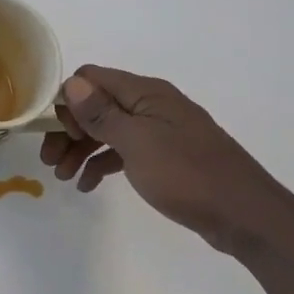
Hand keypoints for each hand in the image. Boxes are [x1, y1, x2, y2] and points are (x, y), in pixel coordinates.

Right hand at [40, 66, 293, 257]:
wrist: (243, 215)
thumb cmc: (187, 174)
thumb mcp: (137, 143)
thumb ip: (102, 113)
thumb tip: (71, 83)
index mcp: (145, 94)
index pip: (92, 79)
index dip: (69, 101)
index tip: (60, 133)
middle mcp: (150, 106)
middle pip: (95, 106)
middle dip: (69, 131)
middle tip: (50, 162)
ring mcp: (158, 132)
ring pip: (106, 131)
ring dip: (80, 150)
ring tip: (63, 178)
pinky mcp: (163, 157)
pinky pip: (122, 152)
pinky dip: (102, 164)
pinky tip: (88, 185)